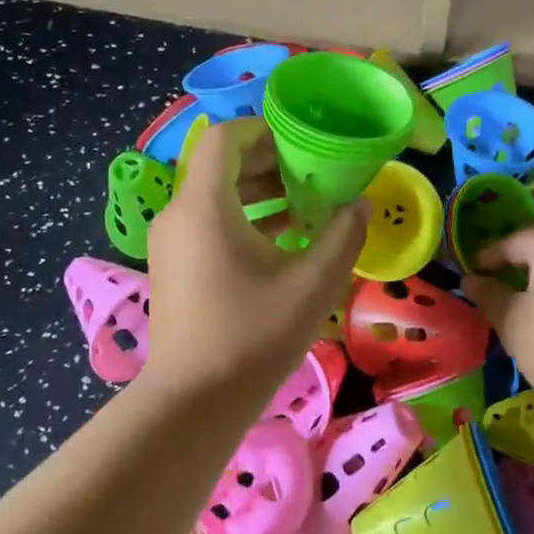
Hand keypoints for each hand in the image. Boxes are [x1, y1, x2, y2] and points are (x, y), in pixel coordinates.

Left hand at [141, 119, 366, 404]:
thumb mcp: (313, 284)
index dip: (263, 130)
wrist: (193, 403)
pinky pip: (209, 222)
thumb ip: (343, 235)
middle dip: (269, 162)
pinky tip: (284, 238)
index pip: (224, 139)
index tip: (302, 142)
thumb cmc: (253, 336)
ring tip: (306, 204)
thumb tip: (361, 204)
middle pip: (221, 165)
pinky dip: (244, 217)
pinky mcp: (174, 266)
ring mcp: (172, 242)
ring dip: (260, 191)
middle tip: (313, 173)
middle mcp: (179, 214)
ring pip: (216, 195)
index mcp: (205, 206)